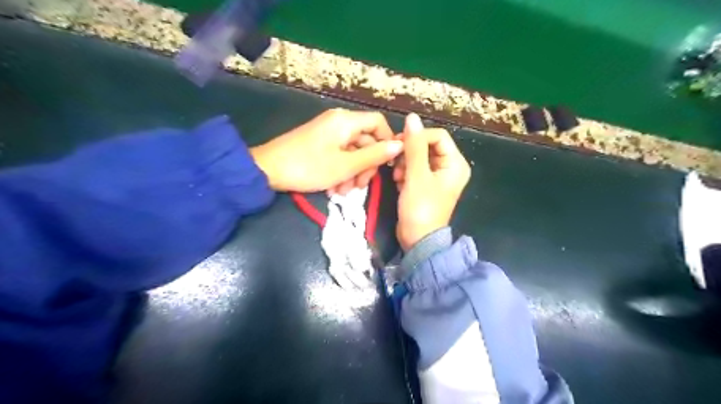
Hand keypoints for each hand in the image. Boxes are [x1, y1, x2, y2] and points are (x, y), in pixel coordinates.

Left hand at [251, 109, 402, 193]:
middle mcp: (338, 122)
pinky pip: (339, 156)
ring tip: (343, 192)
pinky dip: (340, 171)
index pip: (378, 123)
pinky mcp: (319, 144)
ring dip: (353, 173)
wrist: (267, 171)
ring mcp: (327, 133)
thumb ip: (374, 155)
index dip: (386, 142)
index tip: (386, 165)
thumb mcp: (346, 165)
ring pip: (352, 152)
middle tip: (360, 187)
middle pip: (365, 140)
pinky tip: (333, 189)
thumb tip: (399, 145)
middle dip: (366, 165)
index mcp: (346, 121)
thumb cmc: (309, 167)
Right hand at [394, 114, 474, 250]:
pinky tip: (398, 182)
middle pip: (427, 146)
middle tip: (396, 163)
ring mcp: (437, 177)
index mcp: (455, 164)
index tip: (399, 145)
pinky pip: (415, 169)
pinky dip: (405, 172)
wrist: (417, 240)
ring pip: (419, 157)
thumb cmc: (420, 208)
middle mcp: (449, 167)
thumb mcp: (416, 176)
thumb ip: (414, 146)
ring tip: (397, 177)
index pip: (437, 136)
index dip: (417, 137)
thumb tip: (412, 117)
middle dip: (409, 153)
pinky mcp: (426, 185)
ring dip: (405, 163)